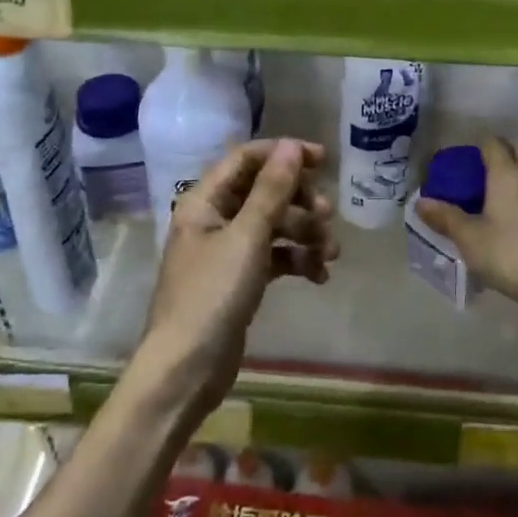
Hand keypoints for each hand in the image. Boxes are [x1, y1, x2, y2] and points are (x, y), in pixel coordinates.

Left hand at [136, 139, 336, 418]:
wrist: (187, 370)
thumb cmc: (212, 296)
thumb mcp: (246, 238)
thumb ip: (271, 191)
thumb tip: (290, 146)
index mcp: (204, 200)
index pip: (246, 159)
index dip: (284, 154)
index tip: (324, 161)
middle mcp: (214, 219)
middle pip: (263, 191)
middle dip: (299, 201)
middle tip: (327, 217)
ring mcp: (227, 251)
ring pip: (273, 225)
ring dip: (304, 233)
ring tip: (330, 253)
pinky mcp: (240, 279)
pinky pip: (274, 256)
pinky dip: (297, 260)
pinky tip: (319, 276)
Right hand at [415, 137, 517, 316]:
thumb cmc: (509, 255)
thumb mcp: (469, 238)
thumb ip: (445, 217)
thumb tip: (420, 202)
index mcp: (507, 174)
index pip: (492, 143)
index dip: (475, 146)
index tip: (461, 160)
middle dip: (502, 149)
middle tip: (482, 169)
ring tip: (500, 189)